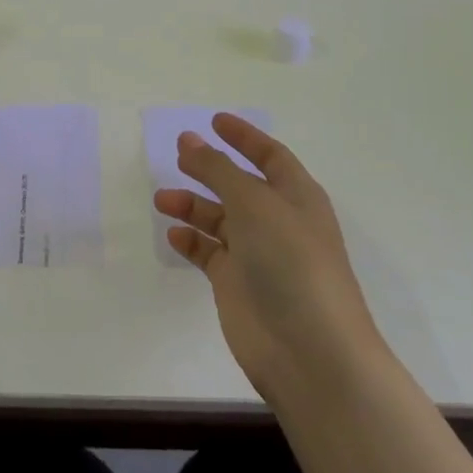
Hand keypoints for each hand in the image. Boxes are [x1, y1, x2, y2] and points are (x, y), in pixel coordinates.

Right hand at [155, 114, 387, 401]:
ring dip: (192, 205)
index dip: (244, 137)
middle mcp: (278, 221)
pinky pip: (210, 254)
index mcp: (296, 196)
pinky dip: (192, 242)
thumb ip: (216, 169)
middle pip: (240, 185)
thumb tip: (187, 140)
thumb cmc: (290, 262)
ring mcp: (258, 255)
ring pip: (220, 219)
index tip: (214, 121)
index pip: (270, 155)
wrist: (310, 351)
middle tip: (177, 156)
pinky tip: (173, 235)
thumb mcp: (253, 203)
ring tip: (163, 199)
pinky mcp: (238, 286)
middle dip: (210, 169)